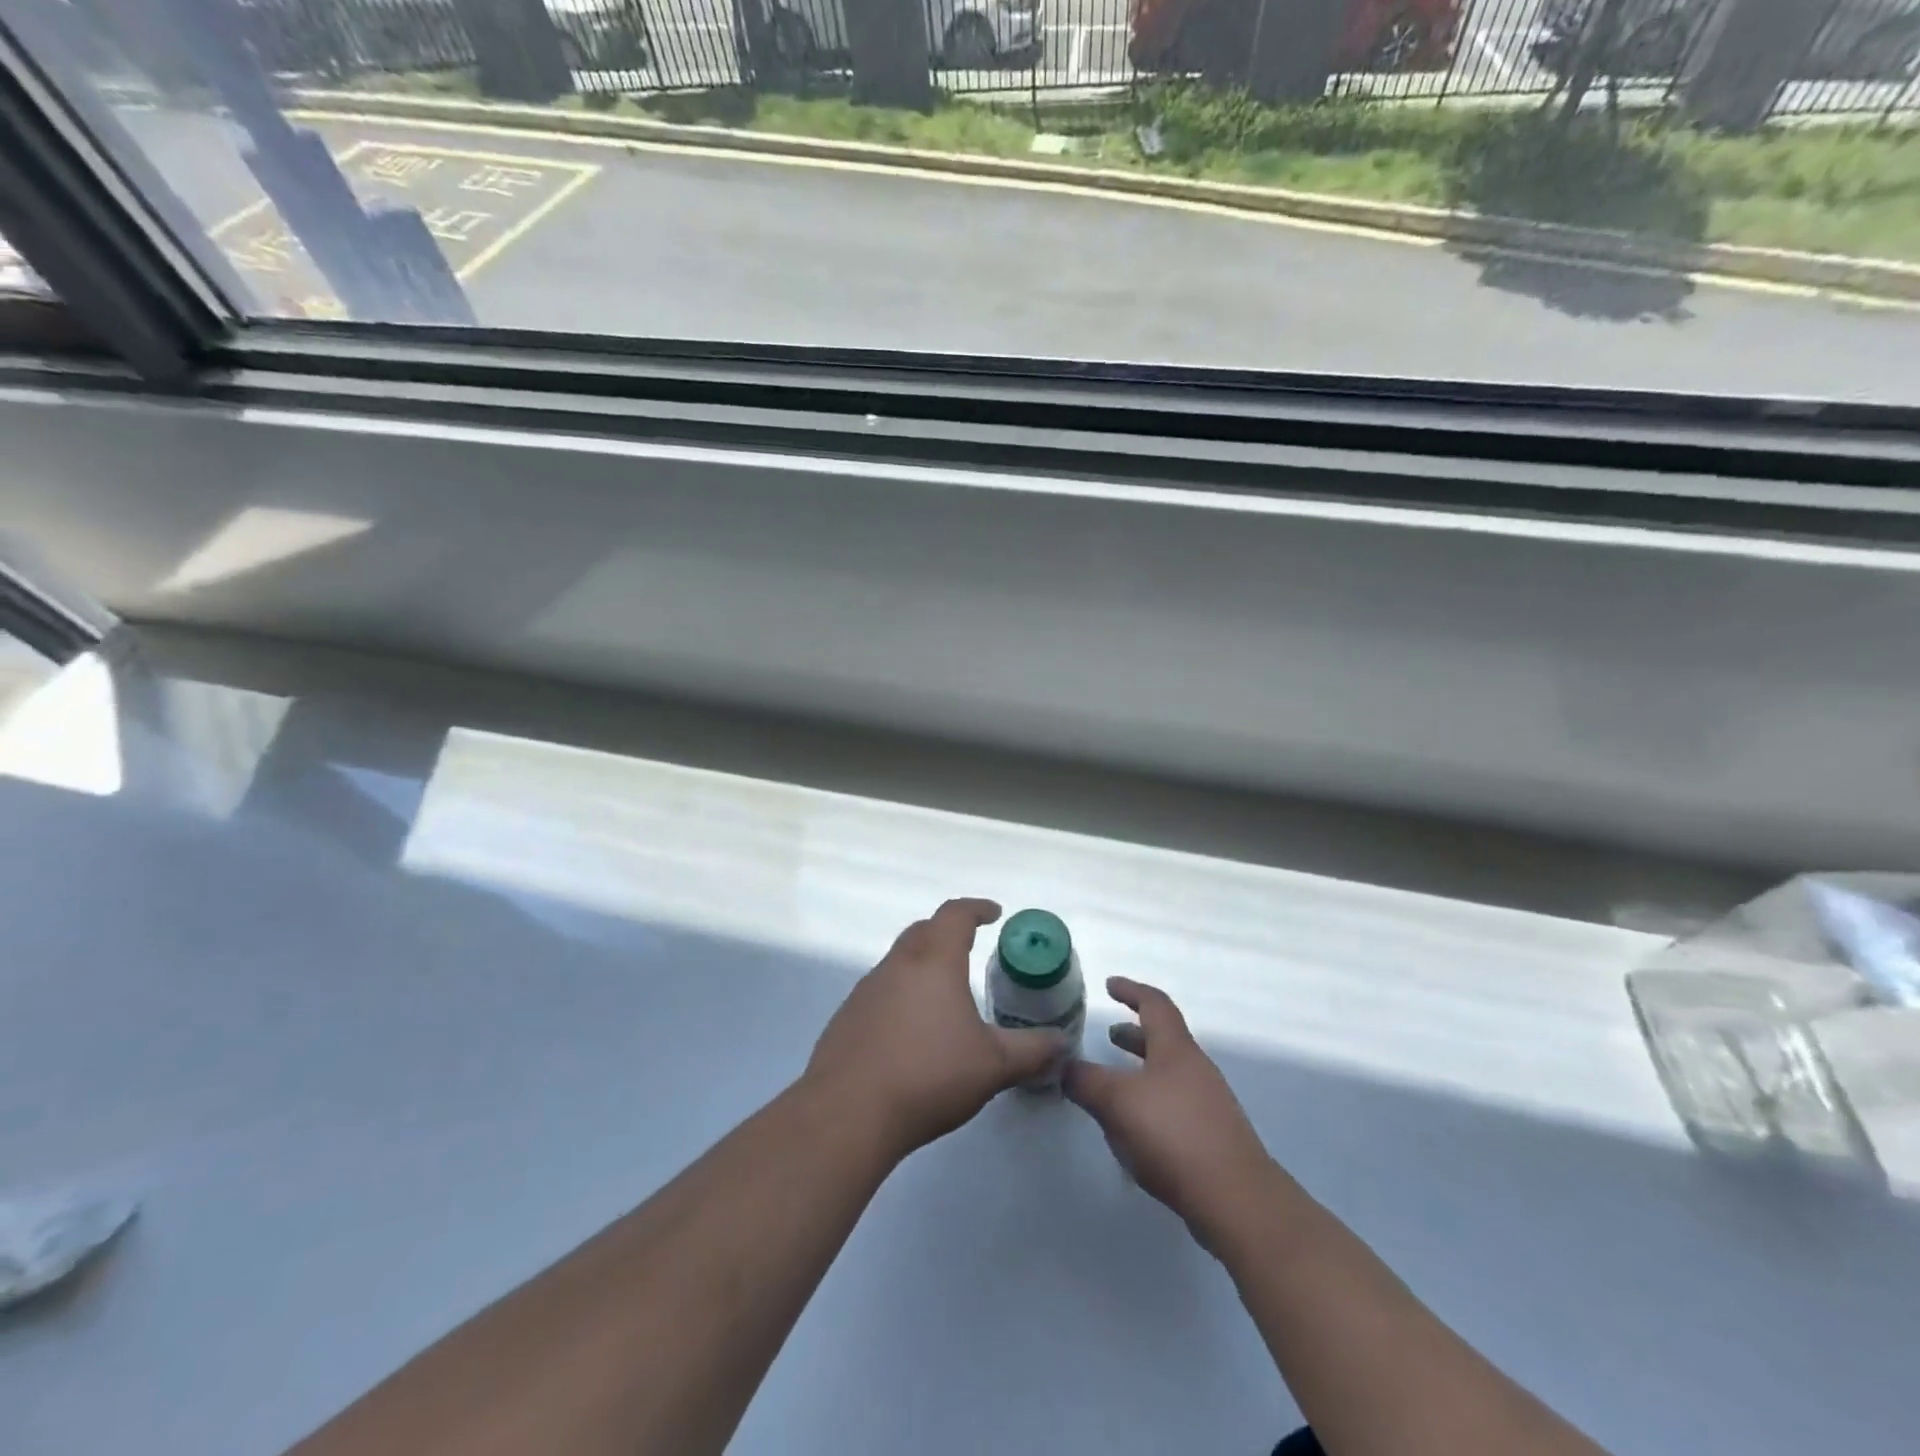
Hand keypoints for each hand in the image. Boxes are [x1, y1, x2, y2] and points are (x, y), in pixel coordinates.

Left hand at [804, 899, 1064, 1159]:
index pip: (955, 915)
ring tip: (944, 995)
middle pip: (923, 931)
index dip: (976, 908)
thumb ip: (1032, 1050)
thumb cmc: (929, 1075)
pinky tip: (910, 1033)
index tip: (994, 913)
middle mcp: (897, 965)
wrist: (849, 1112)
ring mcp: (866, 990)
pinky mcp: (846, 1018)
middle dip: (948, 932)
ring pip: (899, 961)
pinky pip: (880, 992)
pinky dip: (901, 995)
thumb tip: (1063, 1042)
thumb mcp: (993, 1065)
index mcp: (934, 962)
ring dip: (923, 965)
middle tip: (970, 947)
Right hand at [1064, 977, 1275, 1249]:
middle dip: (1133, 1034)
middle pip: (1163, 1040)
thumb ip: (1085, 1081)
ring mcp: (1208, 1105)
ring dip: (1139, 1072)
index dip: (1131, 990)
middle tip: (1108, 1034)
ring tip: (1112, 1085)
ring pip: (1167, 1075)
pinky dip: (1149, 1104)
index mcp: (1176, 1049)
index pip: (1154, 1004)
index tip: (1109, 985)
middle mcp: (1195, 1069)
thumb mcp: (1116, 1101)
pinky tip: (1131, 1130)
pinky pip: (1173, 1107)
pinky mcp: (1211, 1139)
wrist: (1236, 1200)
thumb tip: (1063, 1066)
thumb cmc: (1173, 1134)